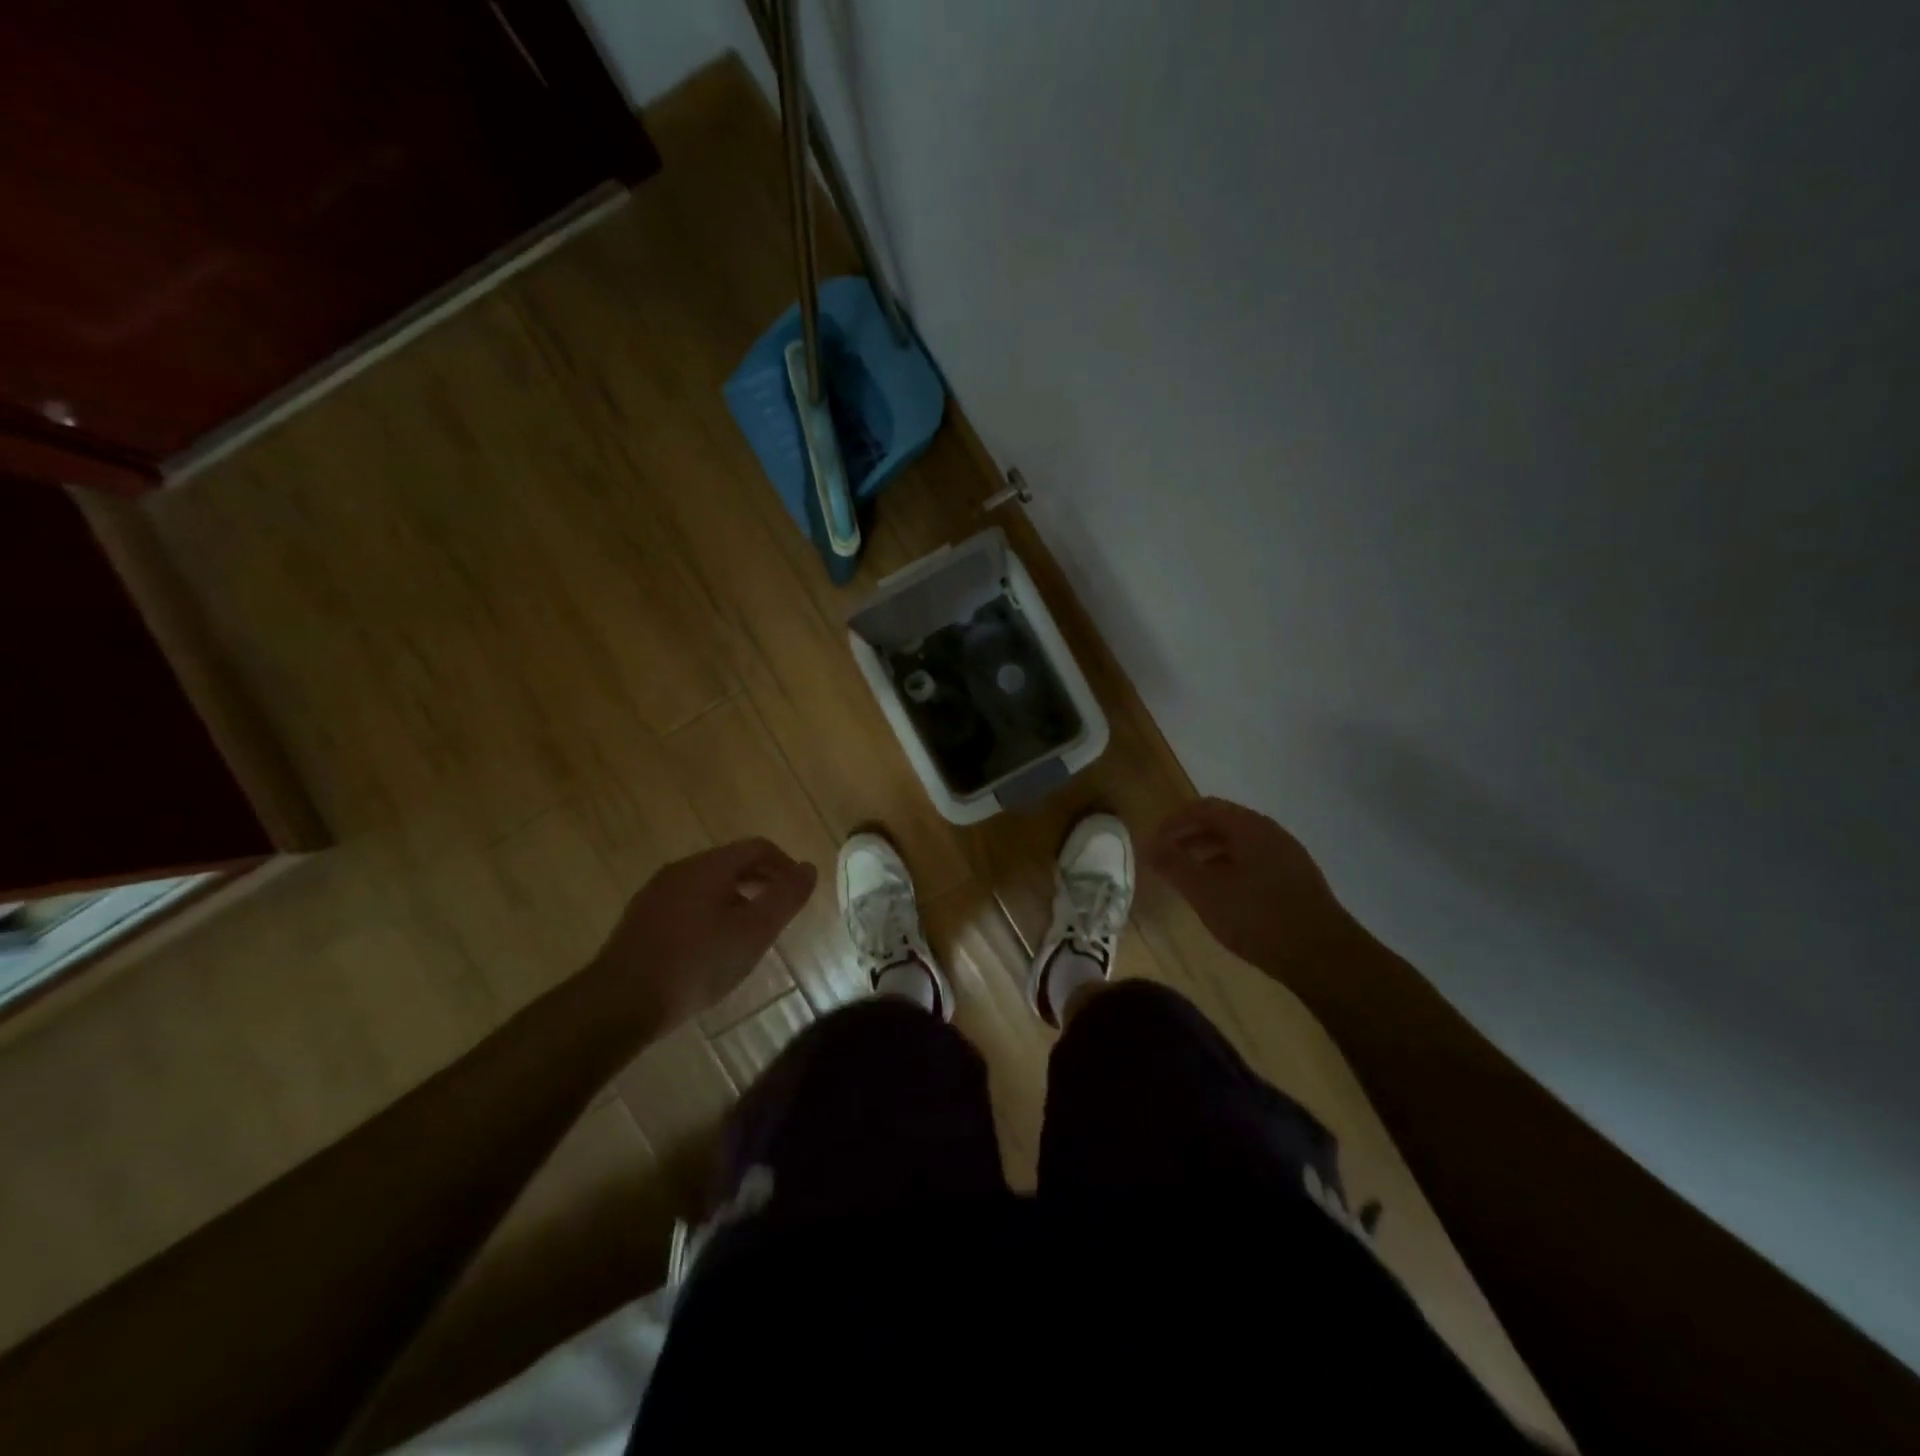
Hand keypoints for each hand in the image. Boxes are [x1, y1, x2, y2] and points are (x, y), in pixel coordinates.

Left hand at [591, 838, 817, 1032]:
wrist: (620, 1001)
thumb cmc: (697, 963)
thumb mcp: (754, 932)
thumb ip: (786, 897)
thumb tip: (809, 867)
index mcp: (710, 866)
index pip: (758, 847)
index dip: (785, 865)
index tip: (798, 894)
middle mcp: (681, 869)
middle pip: (732, 862)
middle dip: (762, 881)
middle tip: (779, 913)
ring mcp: (656, 892)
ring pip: (708, 884)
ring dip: (737, 898)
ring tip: (750, 932)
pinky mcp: (641, 918)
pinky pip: (687, 902)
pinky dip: (711, 912)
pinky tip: (712, 946)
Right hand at [1146, 797, 1351, 982]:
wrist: (1323, 956)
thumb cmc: (1257, 916)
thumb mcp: (1205, 890)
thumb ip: (1174, 864)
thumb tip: (1150, 845)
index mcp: (1248, 827)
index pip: (1203, 808)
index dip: (1173, 822)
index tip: (1153, 843)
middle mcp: (1270, 833)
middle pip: (1222, 823)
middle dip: (1190, 838)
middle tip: (1166, 860)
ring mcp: (1288, 857)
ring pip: (1239, 845)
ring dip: (1209, 855)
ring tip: (1189, 880)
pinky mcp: (1297, 881)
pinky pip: (1255, 863)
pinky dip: (1229, 870)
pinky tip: (1223, 897)